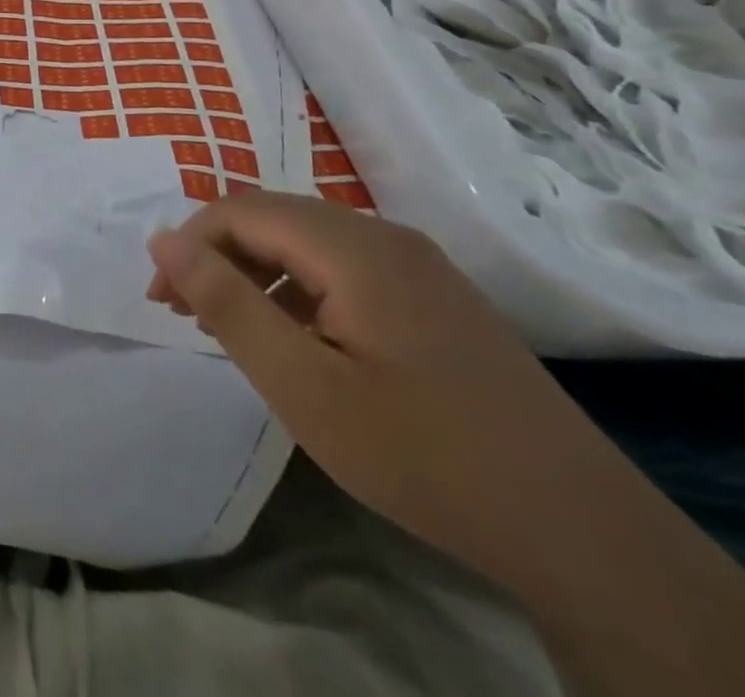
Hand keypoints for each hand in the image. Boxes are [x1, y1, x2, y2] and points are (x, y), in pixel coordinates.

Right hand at [146, 193, 620, 588]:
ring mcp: (419, 266)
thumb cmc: (423, 455)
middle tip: (186, 313)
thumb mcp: (302, 386)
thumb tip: (162, 240)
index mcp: (354, 247)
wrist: (583, 534)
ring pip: (308, 241)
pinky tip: (298, 338)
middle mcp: (386, 237)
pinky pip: (344, 267)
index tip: (162, 302)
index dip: (190, 244)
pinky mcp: (436, 298)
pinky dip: (299, 288)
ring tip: (231, 326)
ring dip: (256, 271)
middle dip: (218, 255)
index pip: (241, 211)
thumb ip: (226, 304)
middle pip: (274, 217)